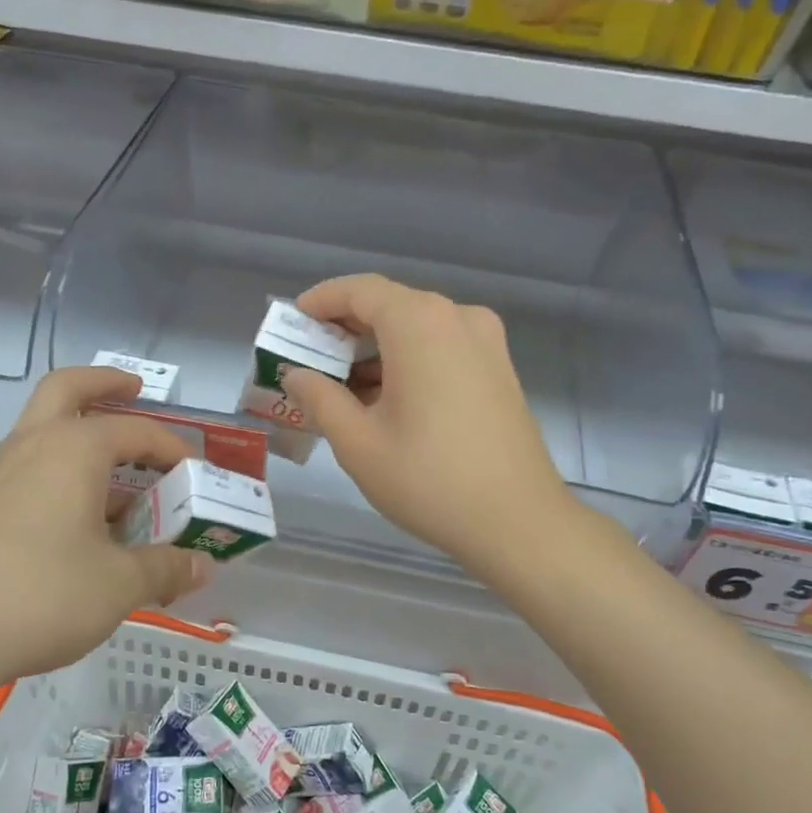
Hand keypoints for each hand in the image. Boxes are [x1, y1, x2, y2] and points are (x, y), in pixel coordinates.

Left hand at [0, 367, 212, 689]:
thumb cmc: (44, 595)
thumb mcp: (120, 583)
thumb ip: (166, 567)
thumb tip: (203, 567)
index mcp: (74, 449)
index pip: (136, 431)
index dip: (172, 448)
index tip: (196, 473)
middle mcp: (35, 445)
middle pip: (68, 390)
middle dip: (105, 383)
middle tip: (136, 389)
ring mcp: (5, 473)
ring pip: (46, 425)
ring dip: (84, 428)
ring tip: (124, 466)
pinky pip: (36, 463)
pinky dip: (66, 466)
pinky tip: (89, 511)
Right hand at [282, 274, 577, 573]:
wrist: (519, 522)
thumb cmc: (428, 479)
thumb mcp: (358, 442)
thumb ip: (319, 398)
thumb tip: (296, 374)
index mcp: (420, 324)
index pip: (360, 290)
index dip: (321, 300)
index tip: (293, 319)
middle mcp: (457, 319)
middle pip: (390, 306)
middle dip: (345, 329)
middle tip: (309, 358)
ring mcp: (486, 344)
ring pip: (417, 329)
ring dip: (376, 350)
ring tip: (341, 388)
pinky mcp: (499, 371)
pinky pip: (442, 349)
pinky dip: (407, 362)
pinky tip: (385, 401)